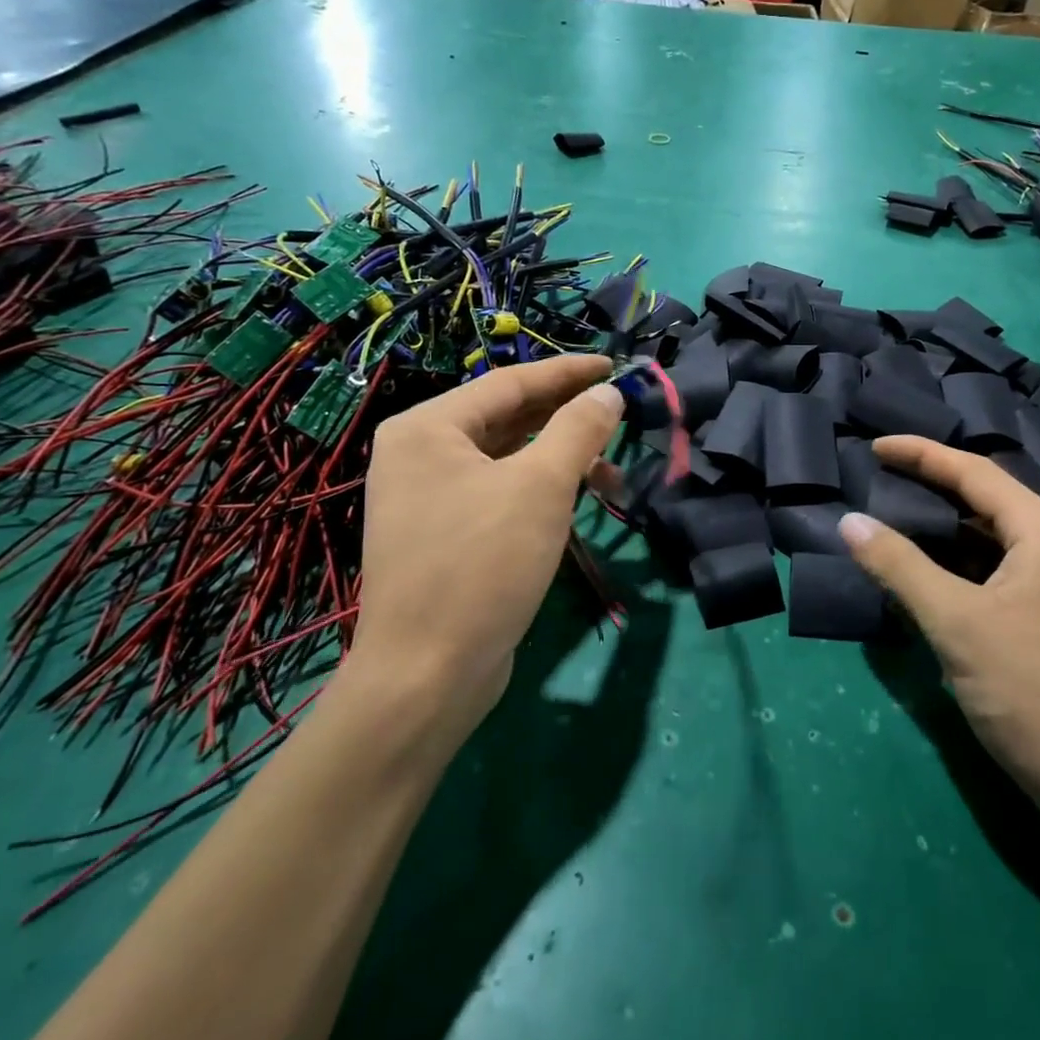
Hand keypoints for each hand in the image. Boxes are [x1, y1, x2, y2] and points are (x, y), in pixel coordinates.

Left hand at [348, 355, 622, 738]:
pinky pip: (500, 491)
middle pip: (507, 417)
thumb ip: (578, 430)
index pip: (510, 382)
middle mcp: (421, 454)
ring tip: (611, 466)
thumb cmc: (482, 566)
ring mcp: (430, 496)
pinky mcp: (446, 533)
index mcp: (427, 428)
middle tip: (619, 407)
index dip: (568, 373)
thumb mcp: (540, 488)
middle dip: (567, 414)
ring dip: (560, 456)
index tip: (615, 365)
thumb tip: (608, 393)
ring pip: (507, 457)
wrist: (427, 675)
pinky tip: (578, 498)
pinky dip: (540, 488)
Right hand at [838, 437, 1039, 830]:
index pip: (975, 472)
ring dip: (944, 528)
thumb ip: (900, 567)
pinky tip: (928, 574)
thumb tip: (849, 521)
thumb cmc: (1034, 695)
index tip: (874, 446)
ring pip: (992, 538)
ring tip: (894, 518)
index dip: (922, 454)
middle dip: (932, 485)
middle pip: (986, 500)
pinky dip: (960, 563)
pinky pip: (998, 571)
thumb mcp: (957, 625)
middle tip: (879, 478)